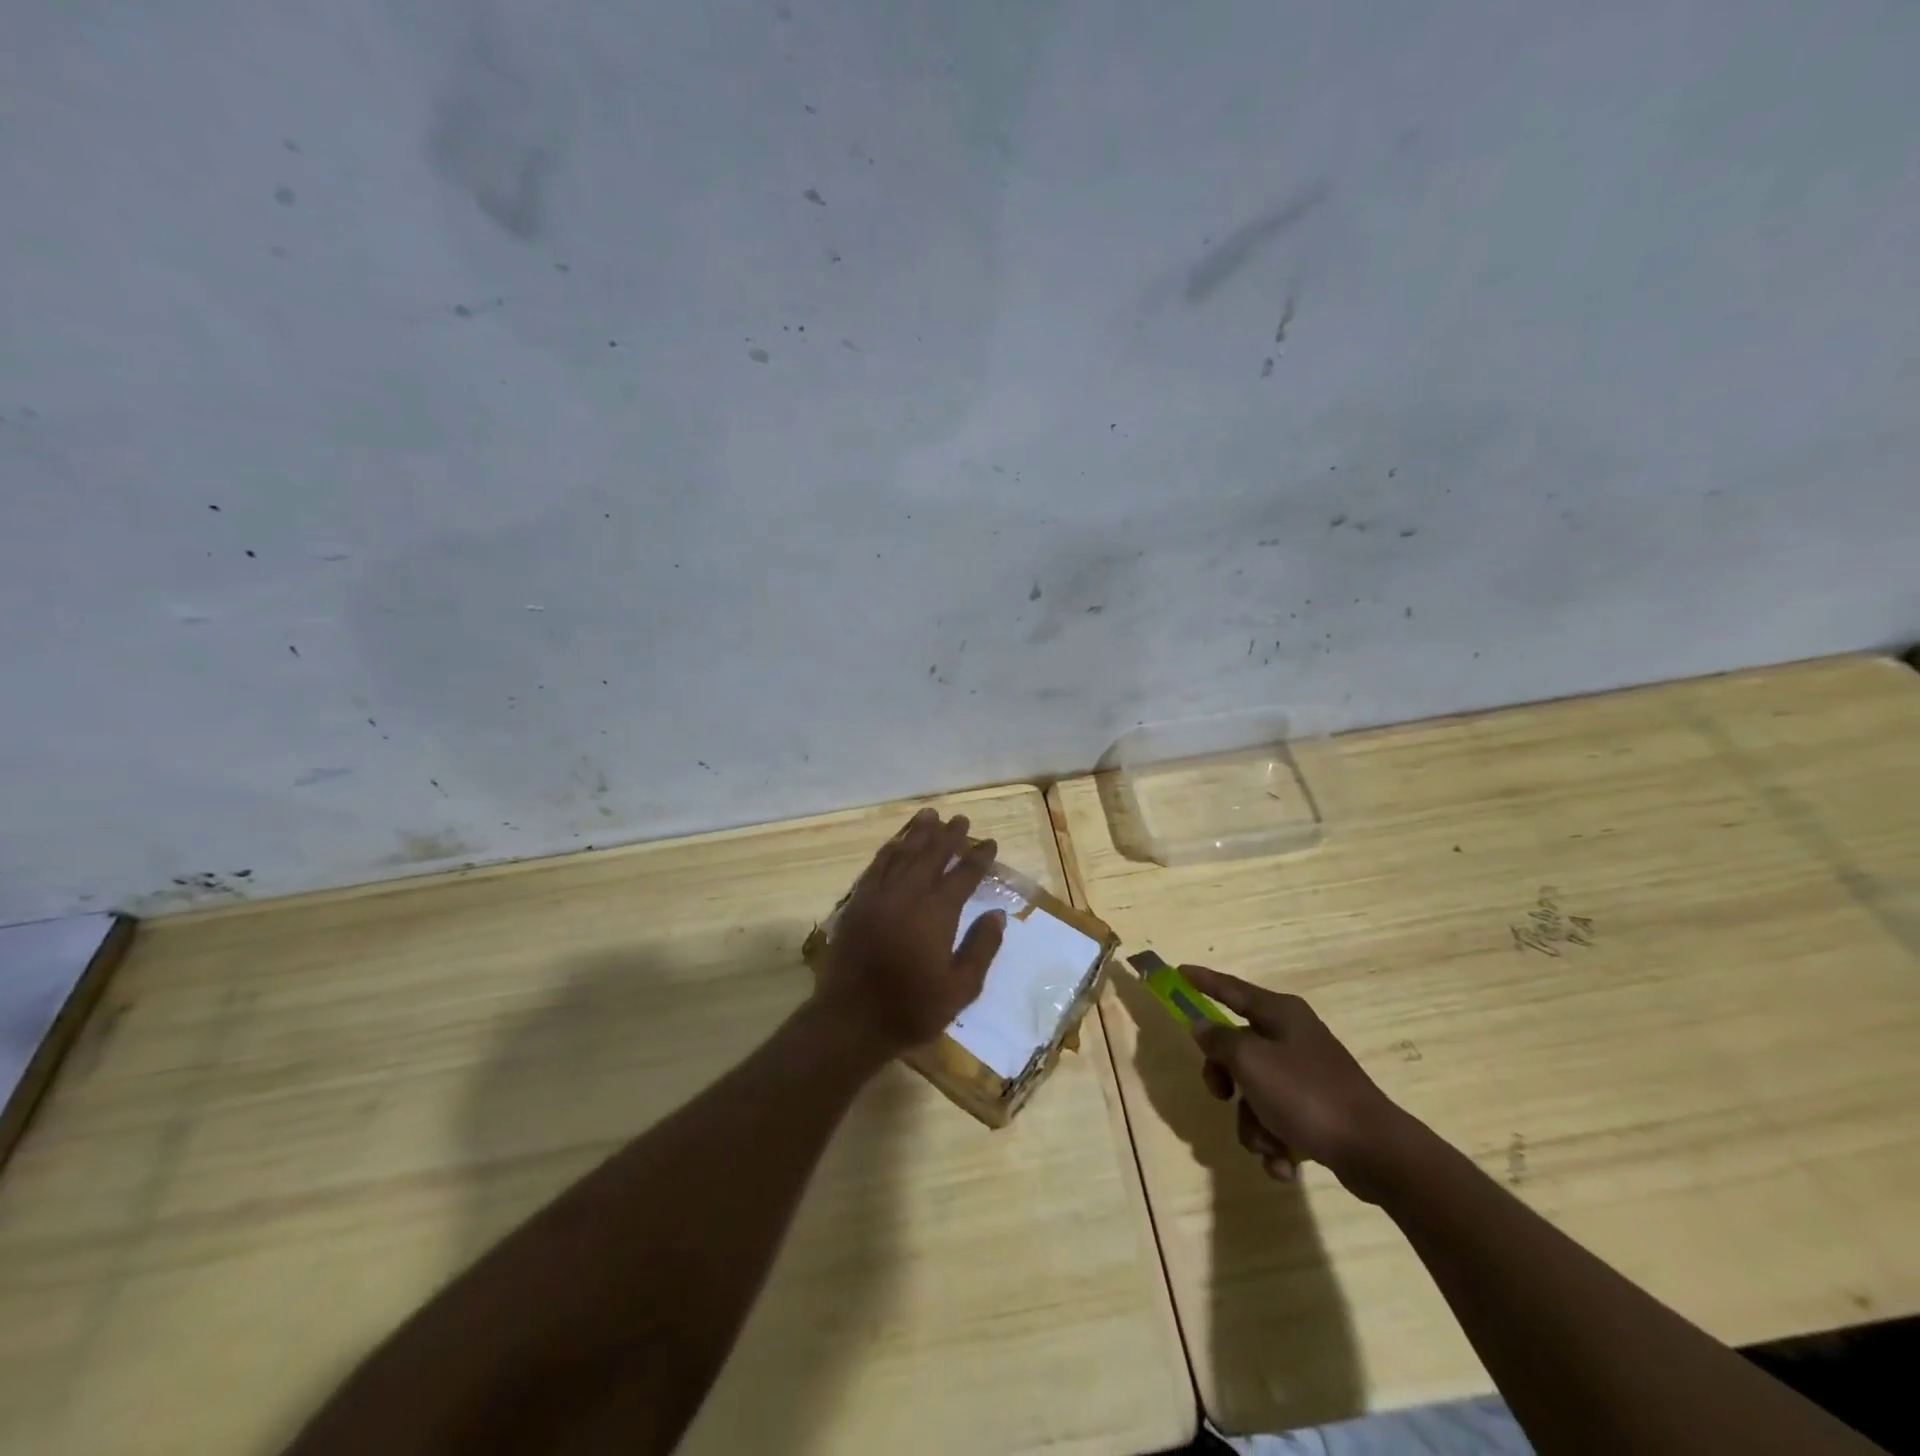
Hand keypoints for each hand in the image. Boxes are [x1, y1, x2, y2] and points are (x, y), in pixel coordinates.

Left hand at [814, 808, 1005, 1056]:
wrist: (851, 1020)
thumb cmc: (911, 1009)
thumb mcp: (960, 988)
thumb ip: (981, 948)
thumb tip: (997, 915)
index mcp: (937, 913)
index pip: (963, 875)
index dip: (978, 857)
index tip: (990, 842)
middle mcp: (908, 895)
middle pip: (931, 855)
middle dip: (949, 836)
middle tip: (961, 819)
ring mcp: (879, 896)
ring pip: (902, 854)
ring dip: (918, 833)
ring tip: (930, 815)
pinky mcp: (857, 903)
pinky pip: (876, 866)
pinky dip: (889, 850)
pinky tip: (895, 843)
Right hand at [1185, 966, 1410, 1201]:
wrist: (1376, 1153)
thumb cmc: (1307, 1095)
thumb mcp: (1251, 1062)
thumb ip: (1219, 1041)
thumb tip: (1202, 1026)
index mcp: (1280, 1014)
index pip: (1231, 988)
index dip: (1203, 980)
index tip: (1178, 972)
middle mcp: (1293, 1037)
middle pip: (1237, 1048)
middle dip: (1226, 1080)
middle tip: (1221, 1095)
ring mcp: (1307, 1075)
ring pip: (1254, 1091)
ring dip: (1252, 1123)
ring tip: (1269, 1144)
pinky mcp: (1318, 1111)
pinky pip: (1277, 1120)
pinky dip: (1275, 1142)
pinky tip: (1285, 1163)